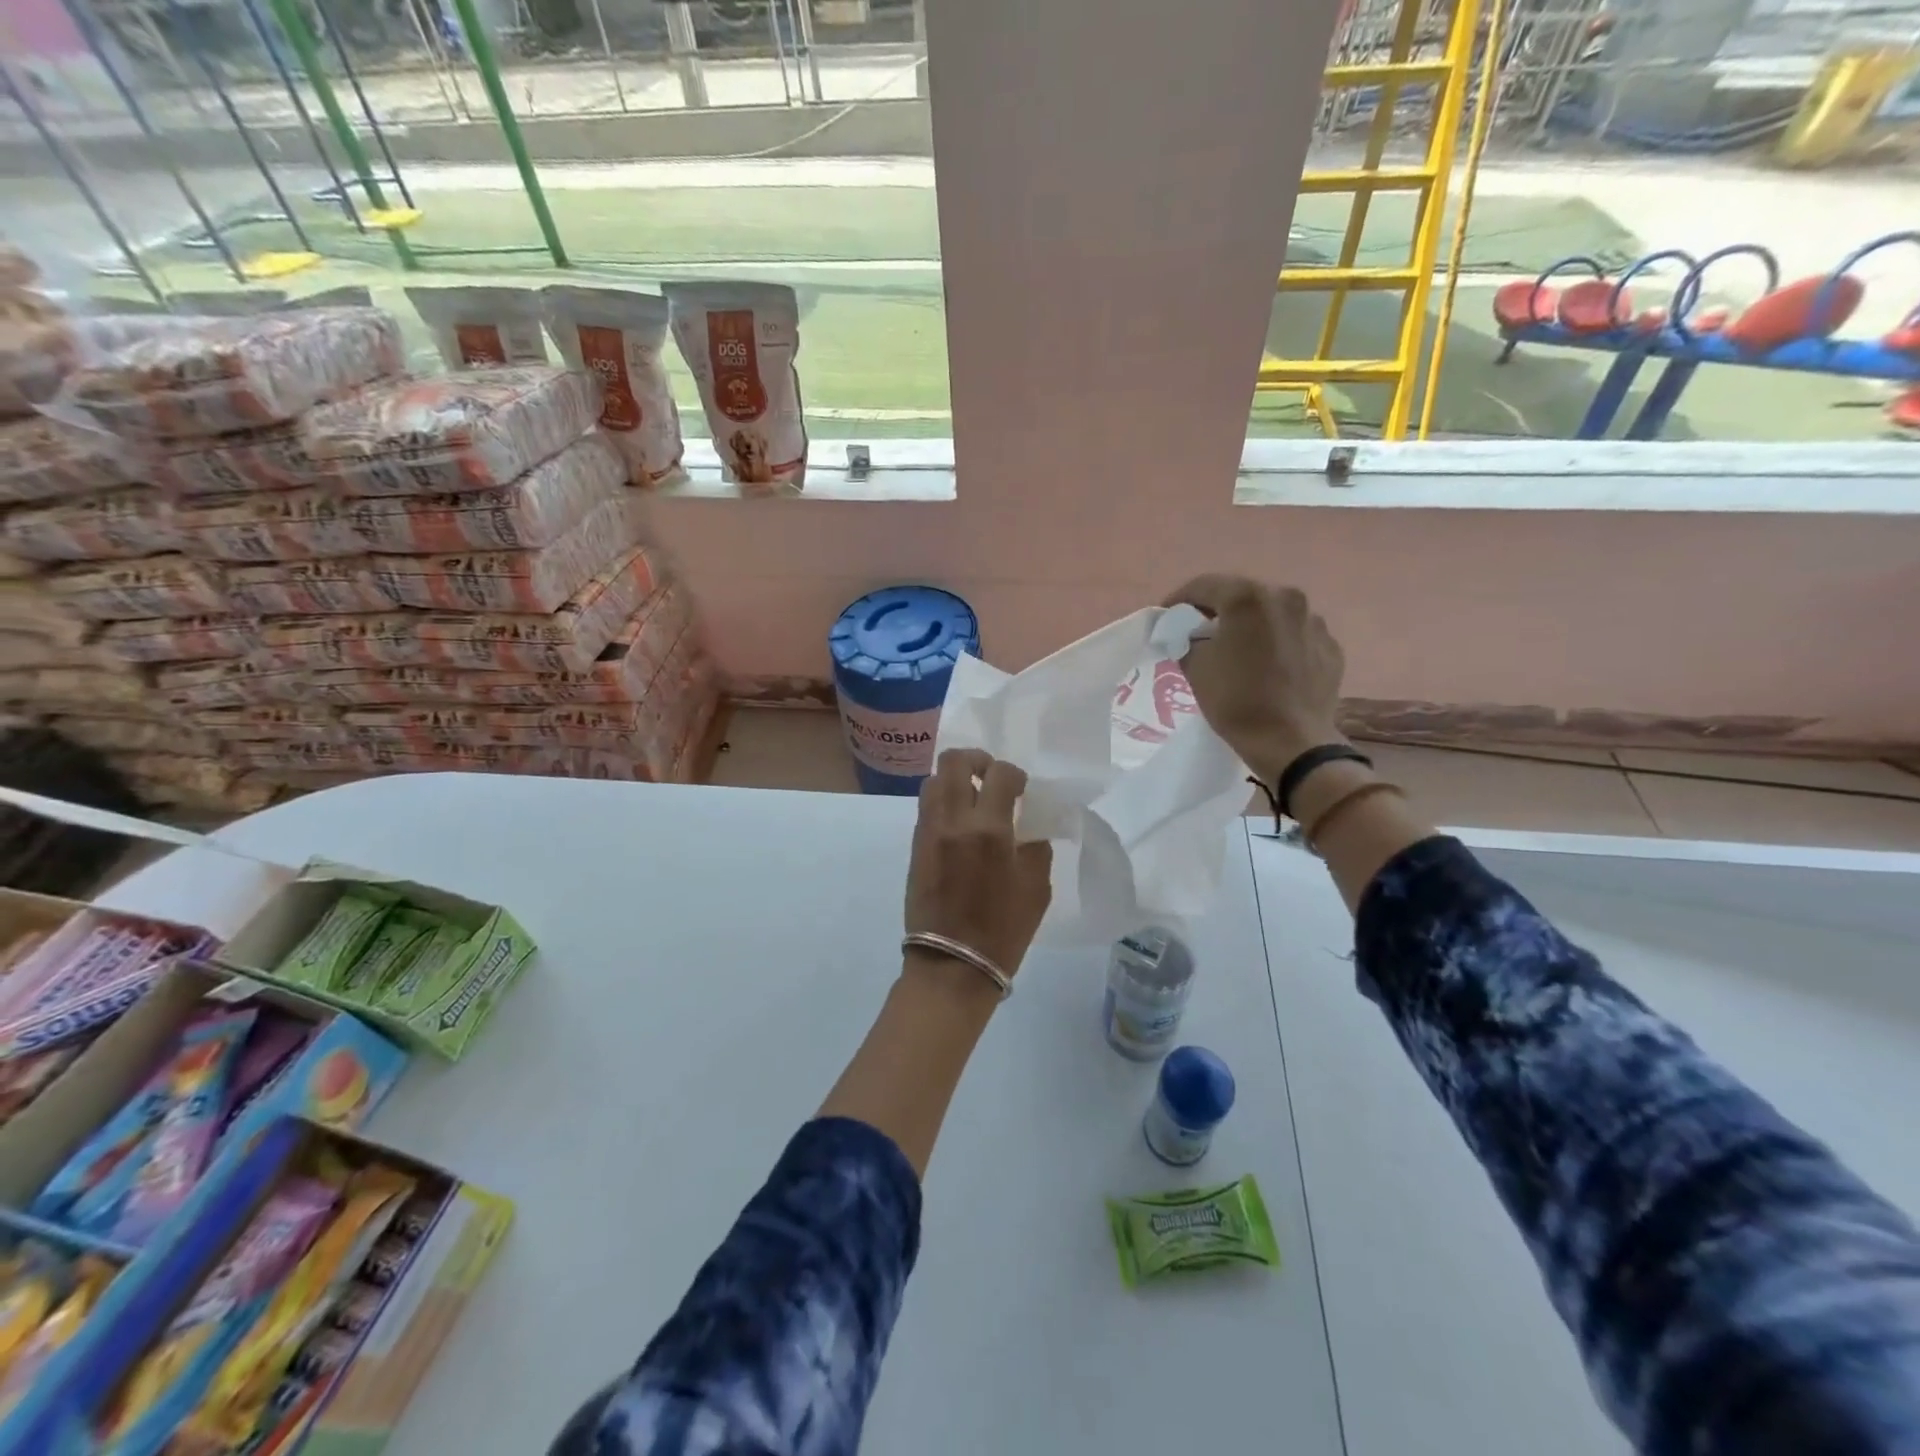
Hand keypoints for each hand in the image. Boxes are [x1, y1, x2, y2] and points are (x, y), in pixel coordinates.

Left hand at [905, 749, 1053, 978]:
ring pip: (933, 780)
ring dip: (955, 779)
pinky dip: (943, 802)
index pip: (1000, 773)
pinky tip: (959, 823)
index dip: (1014, 774)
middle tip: (990, 776)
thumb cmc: (1003, 930)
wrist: (952, 965)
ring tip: (972, 799)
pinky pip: (926, 807)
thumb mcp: (1036, 888)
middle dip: (976, 760)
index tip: (1021, 789)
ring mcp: (928, 831)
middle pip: (953, 761)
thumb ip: (1035, 846)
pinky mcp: (914, 846)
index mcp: (989, 829)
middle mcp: (952, 821)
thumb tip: (1028, 826)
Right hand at [1162, 575, 1345, 779]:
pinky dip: (1278, 644)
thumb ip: (1188, 639)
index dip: (1179, 599)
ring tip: (1239, 649)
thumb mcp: (1195, 667)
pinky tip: (1268, 666)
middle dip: (1218, 610)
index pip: (1204, 585)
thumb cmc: (1236, 700)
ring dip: (1252, 625)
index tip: (1166, 617)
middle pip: (1242, 595)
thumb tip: (1191, 634)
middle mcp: (1285, 598)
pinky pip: (1295, 636)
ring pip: (1272, 614)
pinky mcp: (1330, 646)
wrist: (1291, 742)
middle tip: (1199, 630)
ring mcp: (1313, 621)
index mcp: (1248, 598)